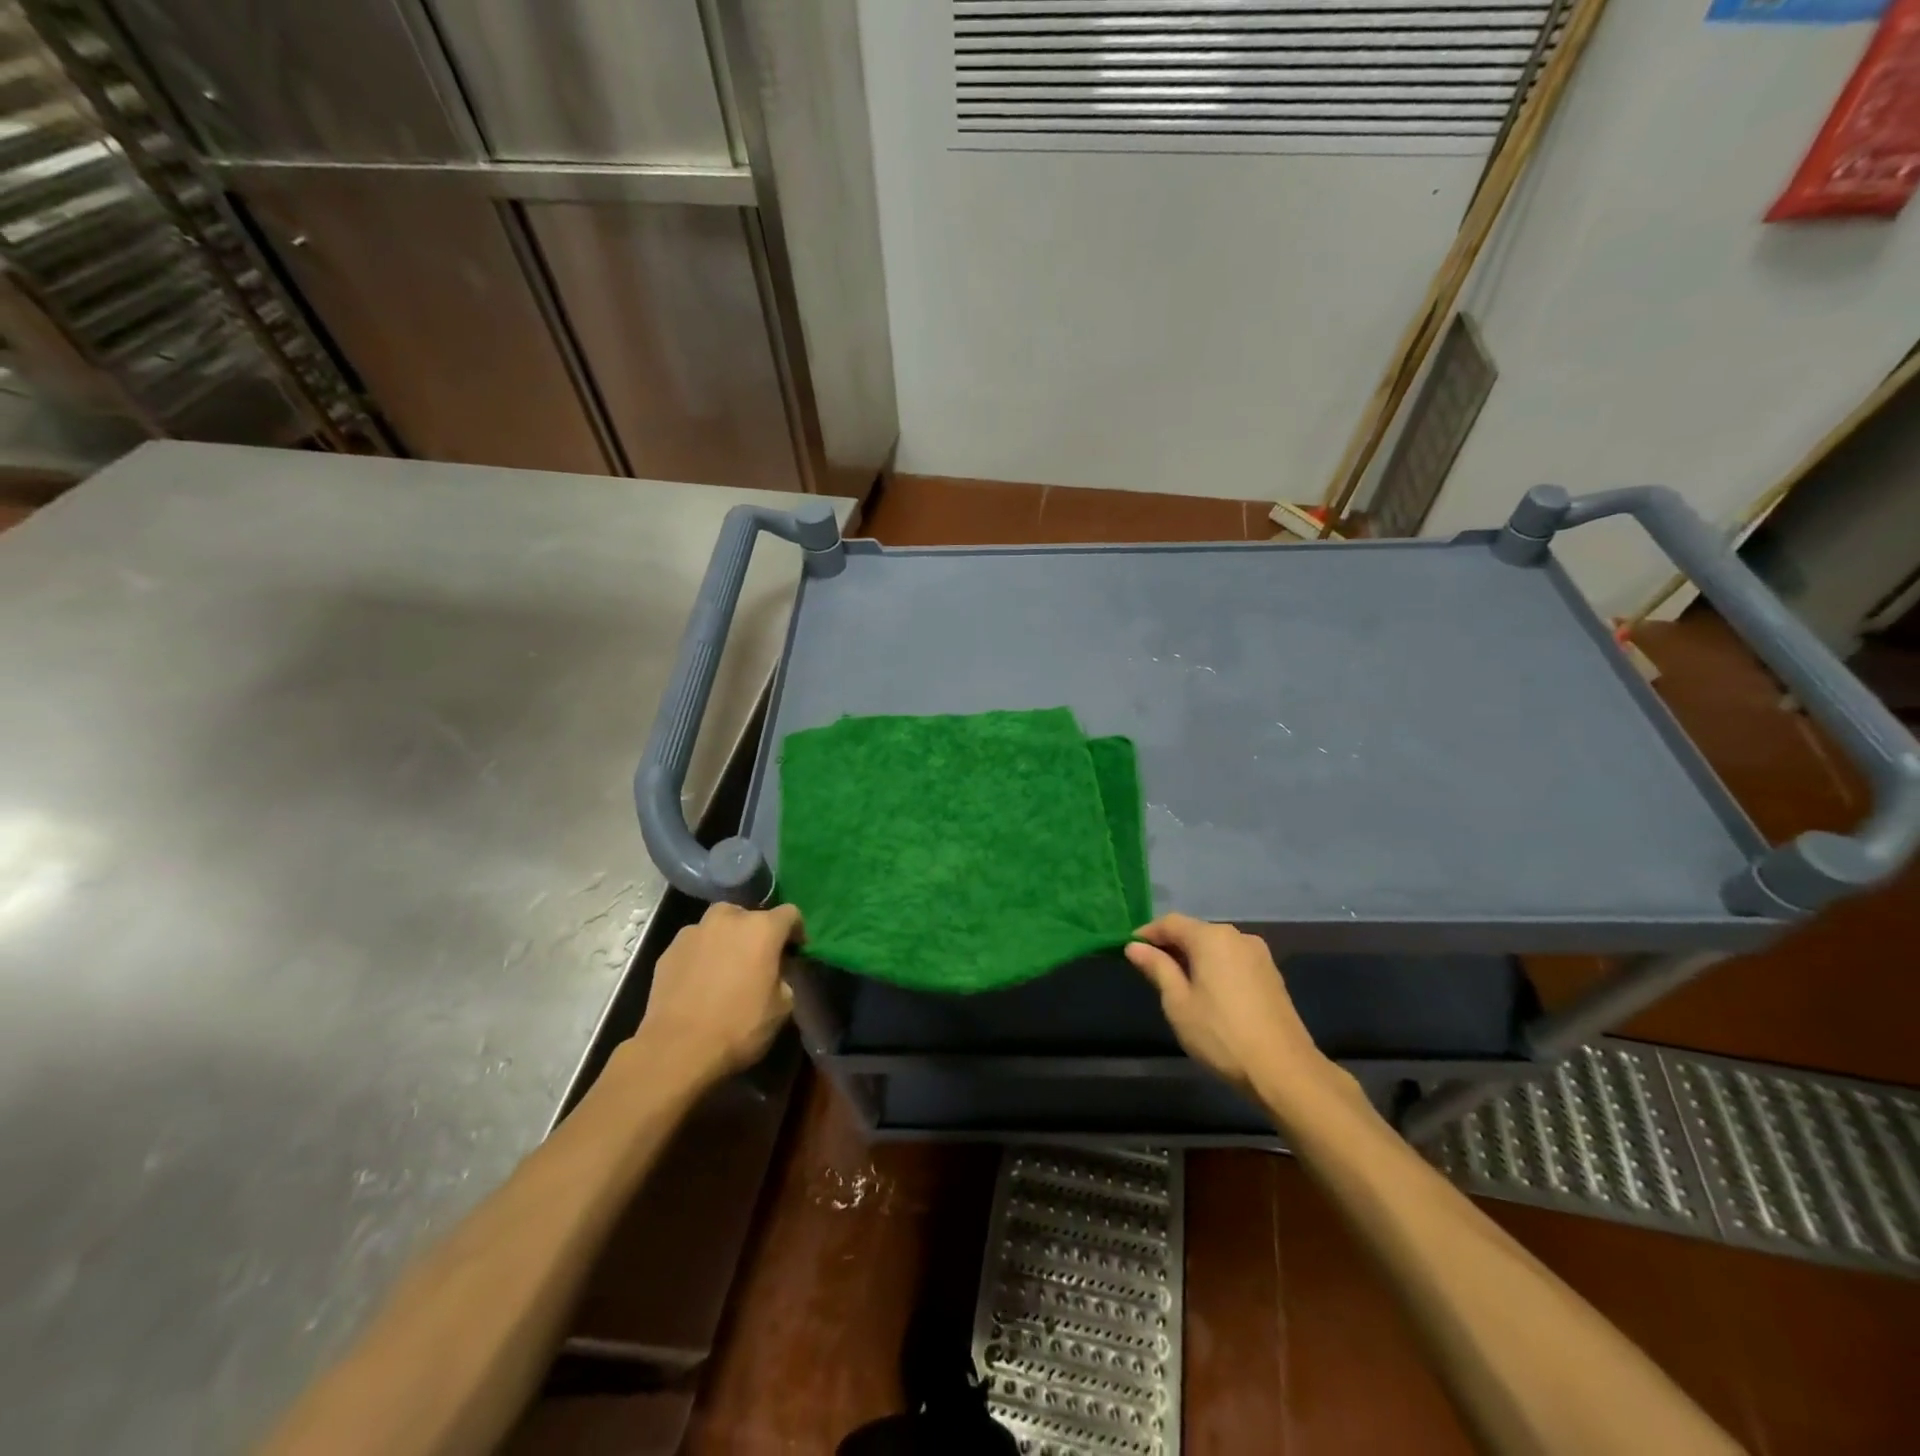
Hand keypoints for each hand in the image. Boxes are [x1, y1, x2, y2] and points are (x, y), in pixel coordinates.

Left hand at [635, 902, 801, 1089]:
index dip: (796, 931)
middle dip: (756, 933)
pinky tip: (699, 981)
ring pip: (718, 926)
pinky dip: (701, 955)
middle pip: (750, 915)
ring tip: (725, 967)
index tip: (794, 952)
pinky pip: (694, 944)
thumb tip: (776, 975)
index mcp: (762, 929)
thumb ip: (784, 979)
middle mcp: (728, 919)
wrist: (676, 1050)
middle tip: (757, 960)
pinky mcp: (668, 950)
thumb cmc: (738, 1027)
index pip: (790, 913)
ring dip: (726, 939)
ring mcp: (694, 932)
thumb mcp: (782, 1008)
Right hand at [1125, 914, 1331, 1098]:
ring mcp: (1259, 955)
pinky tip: (1209, 993)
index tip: (1129, 949)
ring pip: (1216, 946)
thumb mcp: (1178, 1002)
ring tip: (1178, 983)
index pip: (1170, 922)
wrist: (1283, 1070)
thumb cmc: (1220, 1034)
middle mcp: (1237, 936)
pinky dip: (1215, 967)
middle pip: (1195, 931)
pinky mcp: (1272, 974)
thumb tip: (1134, 946)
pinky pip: (1233, 960)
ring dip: (1194, 957)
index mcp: (1211, 937)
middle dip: (1171, 946)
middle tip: (1151, 969)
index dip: (1147, 934)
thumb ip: (1157, 968)